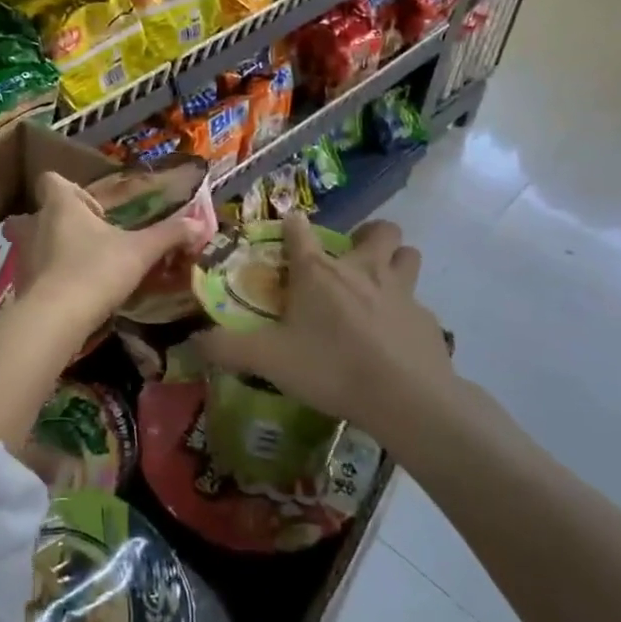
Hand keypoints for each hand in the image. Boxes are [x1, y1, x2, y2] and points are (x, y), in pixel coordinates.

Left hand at [13, 172, 196, 333]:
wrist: (55, 318)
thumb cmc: (96, 270)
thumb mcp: (140, 251)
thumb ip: (168, 235)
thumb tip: (199, 224)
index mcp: (61, 205)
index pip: (52, 179)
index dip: (70, 188)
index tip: (93, 207)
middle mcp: (35, 224)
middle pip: (41, 212)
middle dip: (61, 221)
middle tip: (88, 237)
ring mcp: (23, 255)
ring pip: (35, 242)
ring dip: (53, 249)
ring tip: (82, 266)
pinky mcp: (20, 284)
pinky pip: (34, 271)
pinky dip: (49, 277)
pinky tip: (71, 293)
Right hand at [195, 211, 459, 442]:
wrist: (405, 397)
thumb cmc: (331, 367)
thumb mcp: (269, 360)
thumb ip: (227, 348)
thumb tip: (192, 341)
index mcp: (319, 272)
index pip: (301, 230)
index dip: (293, 224)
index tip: (290, 227)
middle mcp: (362, 270)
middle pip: (379, 230)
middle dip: (368, 235)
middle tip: (353, 258)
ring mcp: (401, 291)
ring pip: (408, 255)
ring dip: (397, 261)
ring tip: (382, 283)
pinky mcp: (428, 319)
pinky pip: (419, 303)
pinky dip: (408, 312)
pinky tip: (397, 336)